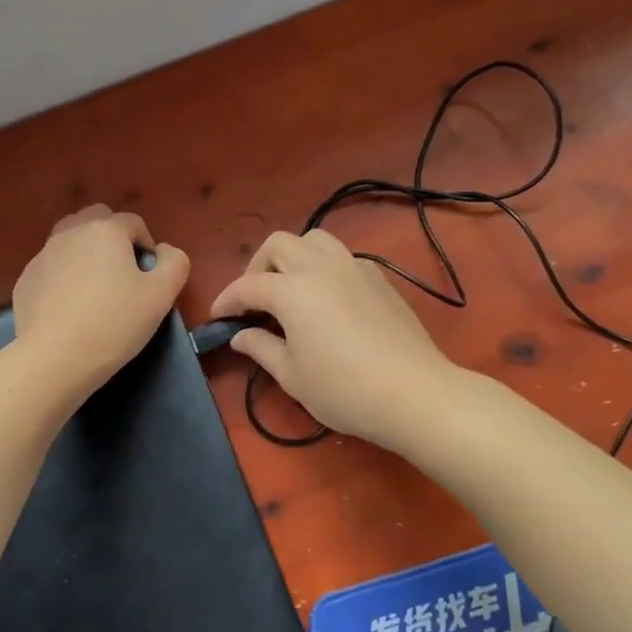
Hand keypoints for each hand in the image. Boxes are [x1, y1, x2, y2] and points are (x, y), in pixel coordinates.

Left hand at [12, 205, 189, 402]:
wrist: (55, 358)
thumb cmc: (114, 323)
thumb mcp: (161, 295)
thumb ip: (174, 263)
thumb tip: (164, 252)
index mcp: (105, 230)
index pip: (133, 222)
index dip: (147, 246)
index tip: (148, 278)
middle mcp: (71, 233)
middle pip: (97, 220)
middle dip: (112, 239)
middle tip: (121, 275)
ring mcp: (43, 255)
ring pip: (70, 240)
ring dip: (85, 254)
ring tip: (94, 288)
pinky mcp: (25, 280)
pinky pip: (51, 268)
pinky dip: (63, 277)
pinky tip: (69, 308)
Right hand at [210, 229, 456, 447]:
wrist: (414, 392)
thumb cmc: (344, 389)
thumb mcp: (292, 376)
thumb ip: (261, 348)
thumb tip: (240, 334)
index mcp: (292, 290)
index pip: (248, 285)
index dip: (227, 300)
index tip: (217, 318)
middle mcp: (320, 267)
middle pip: (278, 244)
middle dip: (257, 267)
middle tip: (255, 300)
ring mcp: (354, 267)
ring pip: (314, 239)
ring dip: (293, 257)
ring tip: (290, 288)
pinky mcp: (378, 278)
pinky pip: (342, 257)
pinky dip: (323, 266)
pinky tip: (326, 299)